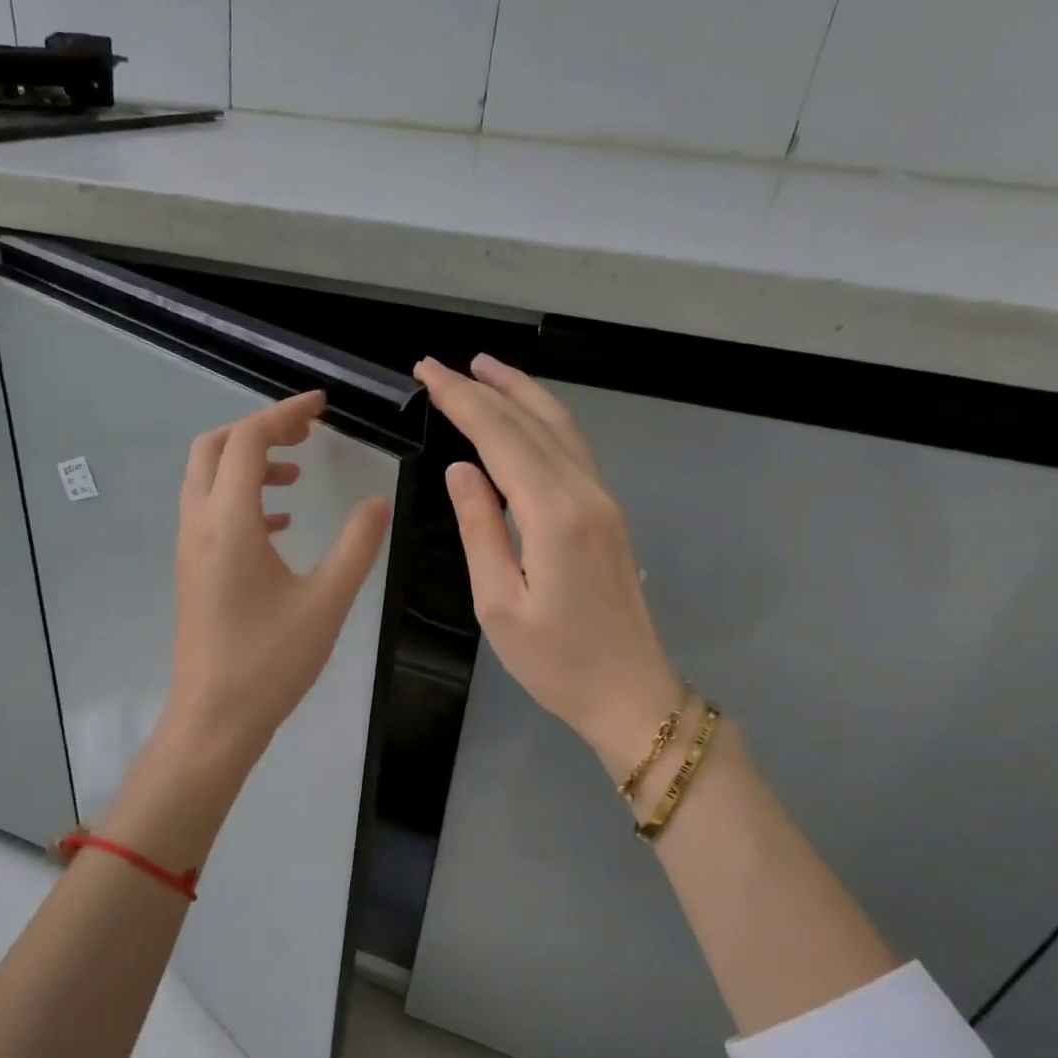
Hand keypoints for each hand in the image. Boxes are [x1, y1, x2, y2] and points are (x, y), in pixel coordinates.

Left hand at [159, 389, 392, 776]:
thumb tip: (379, 502)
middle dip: (258, 429)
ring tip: (296, 479)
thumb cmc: (271, 661)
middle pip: (214, 447)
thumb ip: (357, 545)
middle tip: (305, 434)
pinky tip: (280, 526)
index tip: (321, 407)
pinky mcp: (191, 570)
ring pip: (207, 479)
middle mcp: (199, 524)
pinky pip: (209, 511)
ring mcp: (189, 548)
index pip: (248, 440)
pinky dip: (241, 499)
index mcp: (229, 522)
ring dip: (248, 464)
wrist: (214, 718)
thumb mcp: (327, 601)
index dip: (284, 413)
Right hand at [414, 355, 681, 778]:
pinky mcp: (607, 513)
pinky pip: (572, 449)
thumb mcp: (497, 603)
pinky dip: (542, 419)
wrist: (630, 694)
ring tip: (484, 368)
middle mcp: (585, 493)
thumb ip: (478, 528)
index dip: (462, 400)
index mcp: (554, 515)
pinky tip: (523, 416)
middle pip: (532, 421)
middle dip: (484, 387)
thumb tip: (461, 469)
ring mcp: (603, 500)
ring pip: (560, 427)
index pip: (500, 437)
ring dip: (521, 392)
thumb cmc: (555, 661)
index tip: (428, 372)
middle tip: (440, 364)